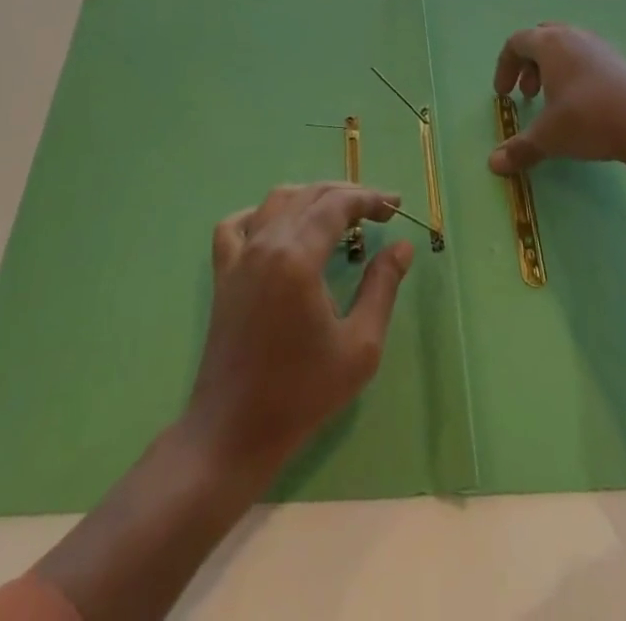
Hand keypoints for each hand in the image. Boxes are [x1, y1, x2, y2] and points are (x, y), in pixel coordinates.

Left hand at [185, 183, 413, 484]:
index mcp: (297, 256)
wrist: (234, 432)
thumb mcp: (359, 346)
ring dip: (311, 197)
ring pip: (277, 201)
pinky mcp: (223, 273)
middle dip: (347, 195)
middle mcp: (265, 243)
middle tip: (380, 209)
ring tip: (340, 212)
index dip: (369, 198)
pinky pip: (237, 224)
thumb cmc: (302, 393)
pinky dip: (262, 213)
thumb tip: (402, 246)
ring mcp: (239, 256)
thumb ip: (382, 287)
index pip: (337, 205)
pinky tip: (280, 225)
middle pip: (309, 195)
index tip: (396, 205)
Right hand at [490, 24, 625, 176]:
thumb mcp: (548, 137)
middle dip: (529, 64)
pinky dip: (577, 75)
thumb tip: (493, 164)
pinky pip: (589, 59)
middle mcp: (574, 36)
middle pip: (542, 39)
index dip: (504, 67)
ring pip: (568, 47)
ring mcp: (602, 46)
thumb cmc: (587, 119)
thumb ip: (519, 148)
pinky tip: (584, 105)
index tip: (503, 95)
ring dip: (553, 70)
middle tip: (528, 93)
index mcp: (550, 43)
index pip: (516, 42)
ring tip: (555, 101)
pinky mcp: (623, 62)